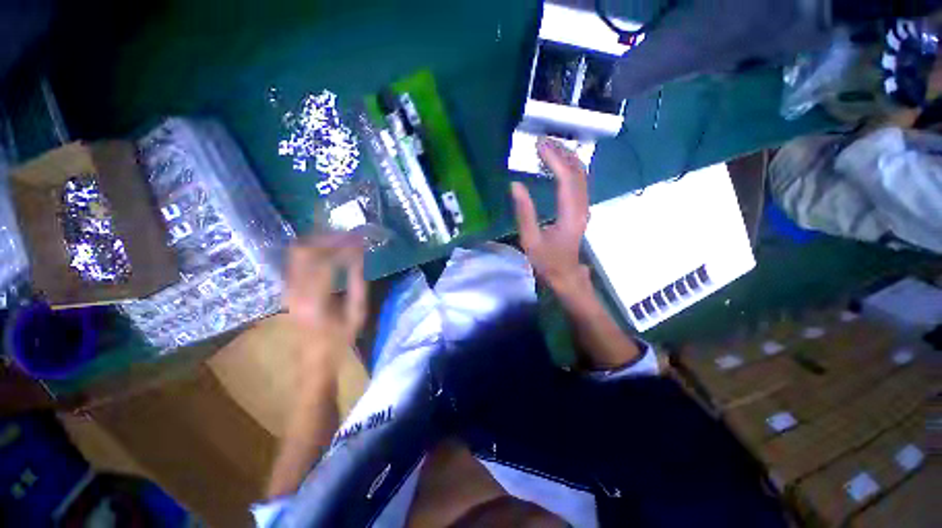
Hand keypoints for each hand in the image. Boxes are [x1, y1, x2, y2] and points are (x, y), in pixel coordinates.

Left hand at [285, 233, 367, 361]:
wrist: (314, 355)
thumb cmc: (340, 337)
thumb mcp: (357, 312)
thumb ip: (358, 282)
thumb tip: (359, 256)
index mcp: (316, 299)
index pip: (326, 261)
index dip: (343, 246)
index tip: (359, 239)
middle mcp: (296, 290)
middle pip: (304, 251)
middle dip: (327, 238)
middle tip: (348, 234)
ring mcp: (288, 288)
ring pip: (297, 252)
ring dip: (319, 241)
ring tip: (340, 238)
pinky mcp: (288, 288)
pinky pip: (296, 260)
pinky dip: (313, 250)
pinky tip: (328, 248)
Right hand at [511, 138, 591, 298]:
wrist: (565, 275)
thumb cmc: (546, 260)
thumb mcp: (530, 239)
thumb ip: (524, 212)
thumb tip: (516, 185)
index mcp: (570, 214)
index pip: (566, 178)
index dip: (554, 159)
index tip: (540, 145)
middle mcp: (581, 207)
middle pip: (578, 172)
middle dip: (562, 152)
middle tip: (543, 141)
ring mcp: (583, 207)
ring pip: (581, 175)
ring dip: (567, 158)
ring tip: (549, 148)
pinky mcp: (580, 209)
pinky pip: (578, 182)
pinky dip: (568, 168)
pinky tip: (557, 165)